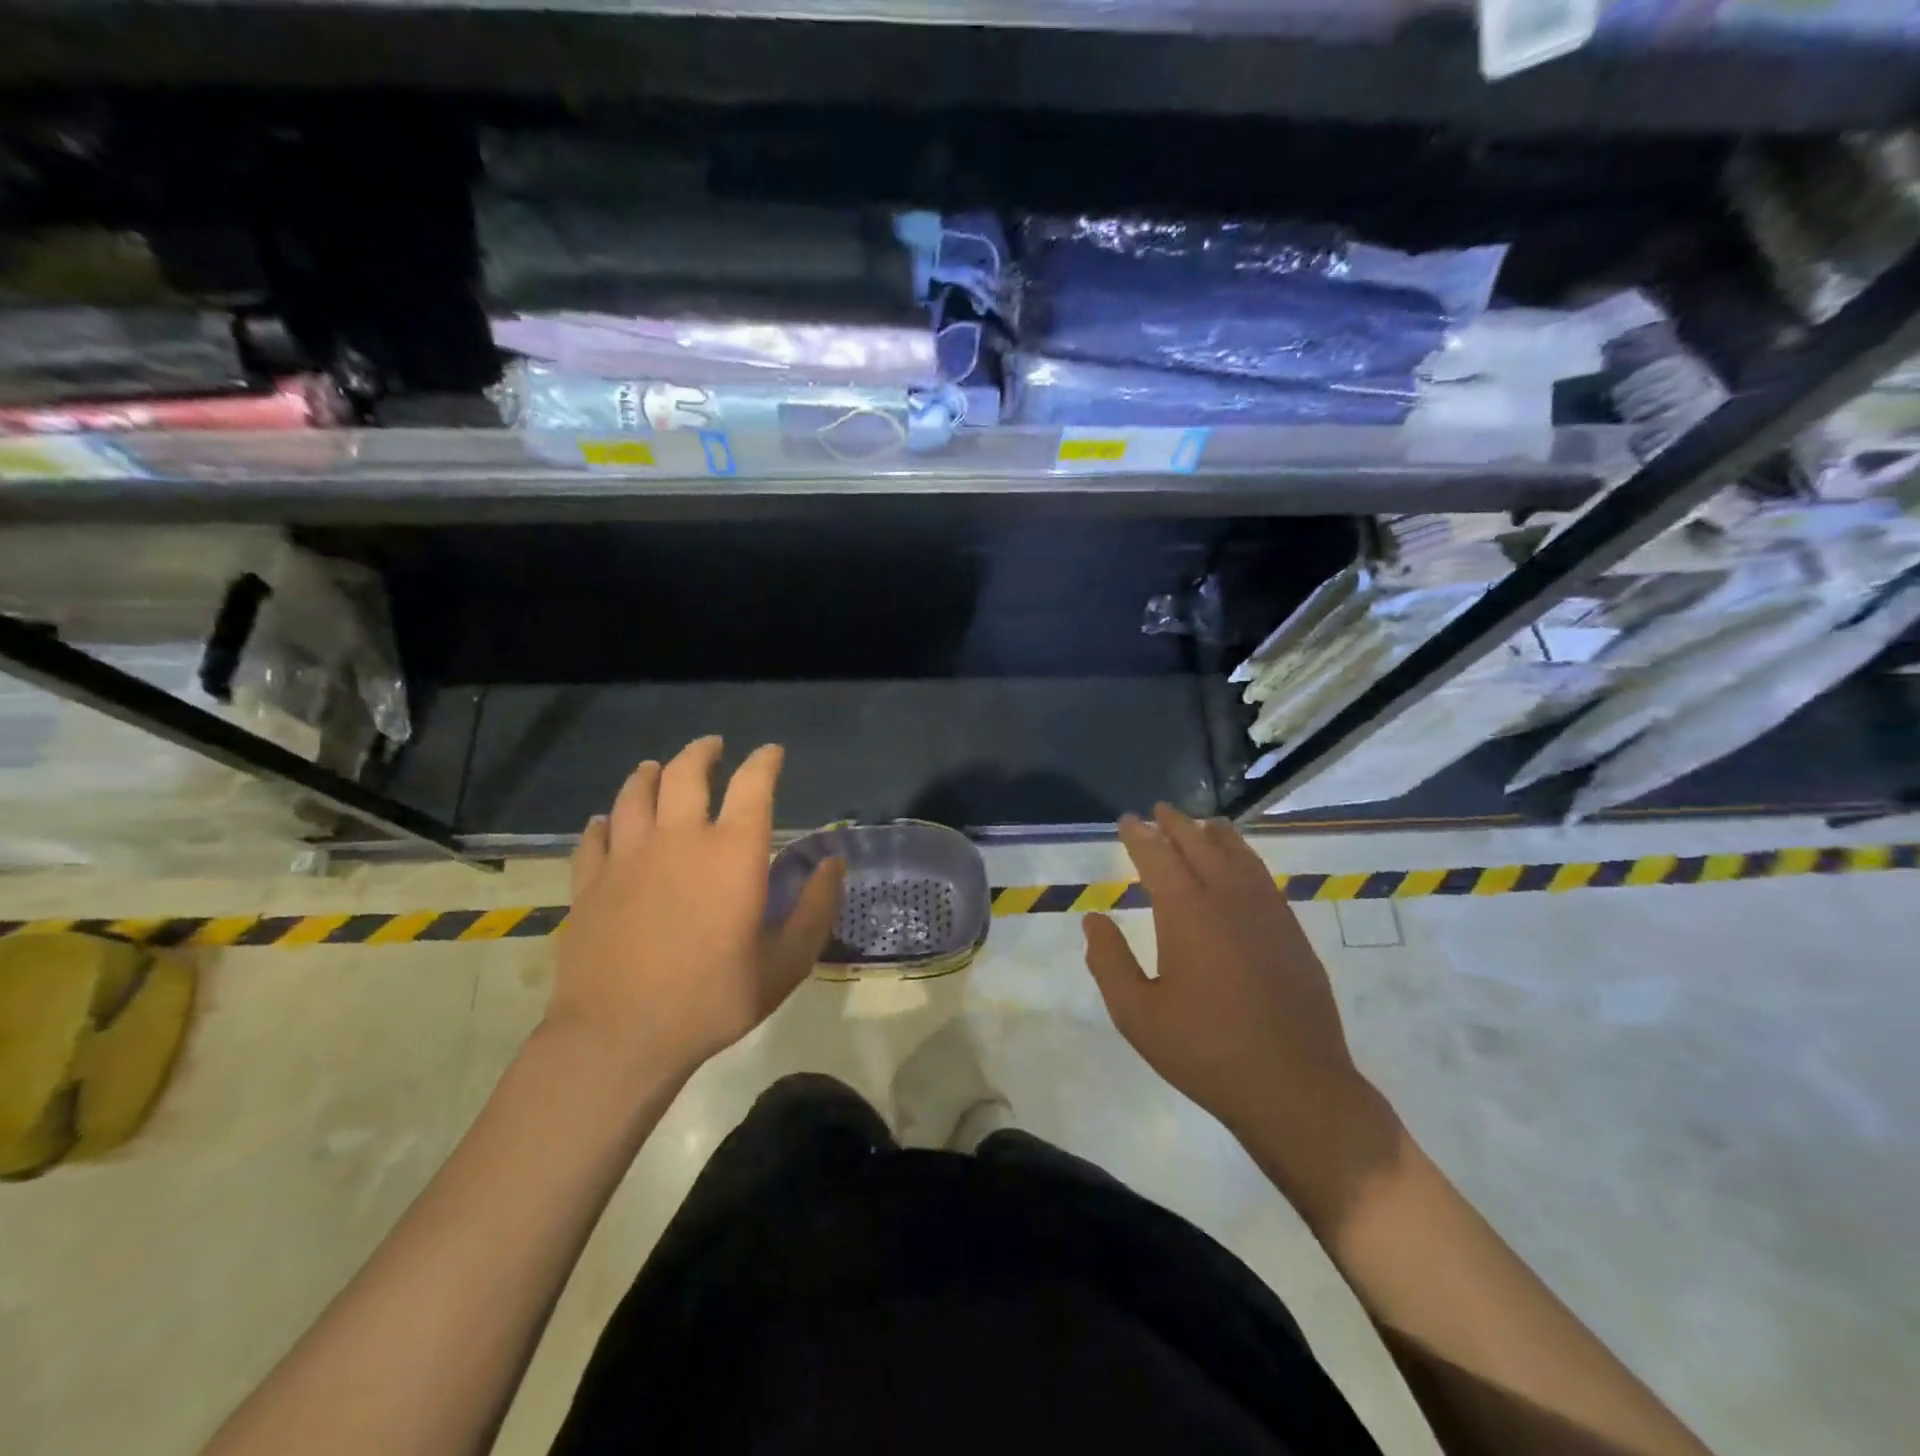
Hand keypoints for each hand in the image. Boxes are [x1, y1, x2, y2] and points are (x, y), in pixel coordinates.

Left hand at [550, 737, 844, 1082]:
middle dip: (702, 753)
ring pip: (634, 795)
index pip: (753, 784)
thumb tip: (834, 864)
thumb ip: (815, 908)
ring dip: (648, 774)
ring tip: (655, 768)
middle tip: (712, 747)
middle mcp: (679, 838)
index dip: (765, 762)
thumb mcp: (786, 962)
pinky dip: (604, 822)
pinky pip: (594, 836)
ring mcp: (628, 857)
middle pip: (685, 773)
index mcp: (732, 852)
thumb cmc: (713, 999)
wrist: (620, 1036)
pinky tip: (606, 822)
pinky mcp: (590, 882)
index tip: (772, 753)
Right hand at [1083, 805, 1388, 1160]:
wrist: (1294, 1087)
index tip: (1128, 820)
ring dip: (1215, 834)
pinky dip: (1246, 857)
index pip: (1157, 856)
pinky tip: (1241, 864)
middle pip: (1199, 844)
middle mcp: (1227, 899)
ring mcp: (1266, 912)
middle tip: (1160, 810)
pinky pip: (1263, 877)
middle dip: (1176, 824)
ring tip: (1202, 823)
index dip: (1140, 835)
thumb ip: (1109, 962)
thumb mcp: (1138, 1015)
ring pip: (1238, 855)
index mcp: (1186, 913)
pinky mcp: (1291, 931)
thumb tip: (1093, 920)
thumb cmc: (1206, 1052)